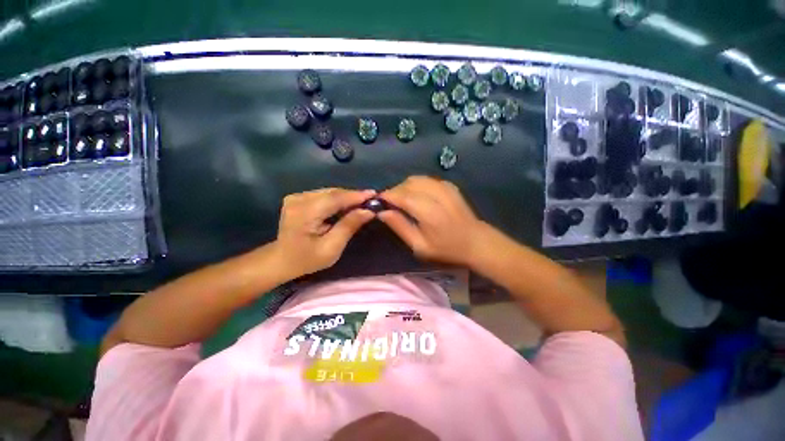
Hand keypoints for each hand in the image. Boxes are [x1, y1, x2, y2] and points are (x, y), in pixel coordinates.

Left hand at [273, 188, 375, 276]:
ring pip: (329, 192)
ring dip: (346, 197)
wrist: (281, 260)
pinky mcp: (298, 198)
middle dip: (353, 196)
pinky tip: (347, 205)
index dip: (356, 196)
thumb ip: (349, 226)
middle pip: (332, 193)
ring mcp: (296, 197)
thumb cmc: (307, 259)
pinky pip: (324, 195)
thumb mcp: (331, 248)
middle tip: (371, 200)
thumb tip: (368, 211)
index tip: (374, 194)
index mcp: (304, 213)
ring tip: (362, 202)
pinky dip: (337, 199)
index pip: (335, 198)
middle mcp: (298, 199)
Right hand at [378, 176, 484, 265]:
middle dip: (395, 191)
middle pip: (408, 184)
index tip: (378, 201)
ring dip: (404, 186)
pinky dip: (416, 185)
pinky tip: (416, 196)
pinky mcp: (449, 185)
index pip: (402, 196)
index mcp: (428, 212)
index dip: (387, 196)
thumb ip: (400, 227)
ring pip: (416, 179)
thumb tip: (382, 213)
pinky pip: (426, 179)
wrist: (475, 241)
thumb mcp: (419, 245)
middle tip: (390, 203)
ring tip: (401, 200)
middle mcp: (436, 194)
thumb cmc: (446, 248)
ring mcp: (444, 187)